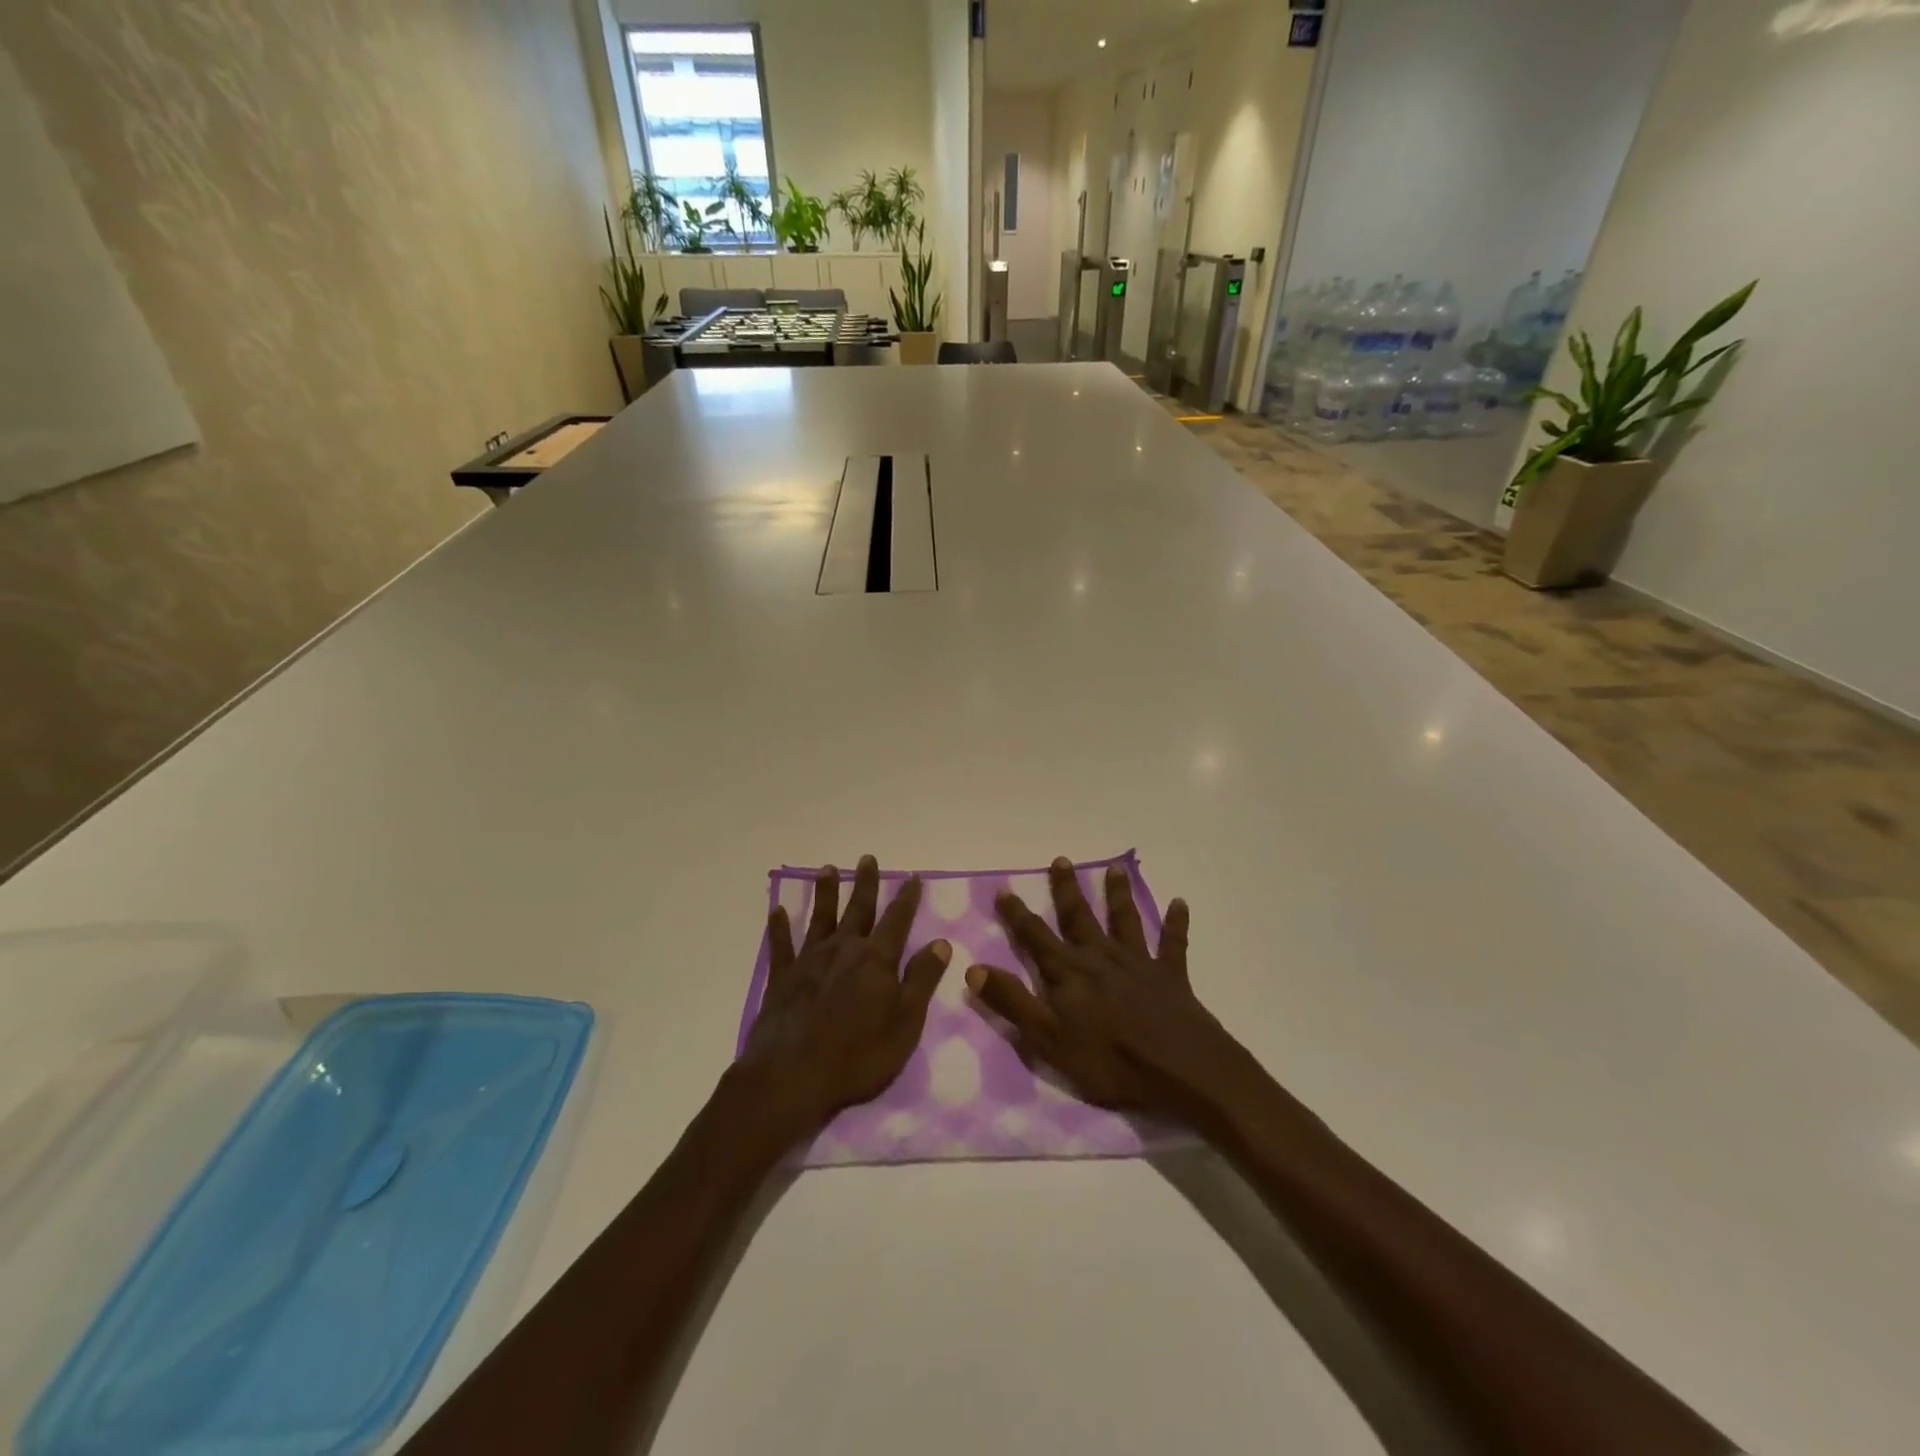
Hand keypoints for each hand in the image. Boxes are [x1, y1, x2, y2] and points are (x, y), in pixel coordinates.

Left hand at [738, 855, 950, 1137]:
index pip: (897, 921)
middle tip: (867, 858)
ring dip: (825, 893)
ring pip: (820, 918)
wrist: (792, 1076)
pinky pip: (781, 946)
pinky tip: (777, 911)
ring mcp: (809, 961)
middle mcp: (843, 949)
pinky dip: (779, 928)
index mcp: (876, 959)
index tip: (913, 876)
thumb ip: (922, 979)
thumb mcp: (905, 1022)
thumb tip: (940, 942)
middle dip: (865, 884)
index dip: (906, 898)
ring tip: (827, 869)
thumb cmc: (858, 1055)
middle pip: (858, 909)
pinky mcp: (782, 979)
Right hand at [964, 858, 1258, 1130]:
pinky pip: (1173, 943)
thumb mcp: (1047, 1038)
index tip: (1004, 888)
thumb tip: (973, 968)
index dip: (1018, 914)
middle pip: (1080, 917)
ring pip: (1125, 920)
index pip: (1036, 936)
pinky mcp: (1171, 975)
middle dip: (1067, 889)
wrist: (1178, 1069)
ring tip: (1115, 868)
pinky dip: (1176, 922)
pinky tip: (1179, 903)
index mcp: (1069, 972)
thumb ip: (1011, 1002)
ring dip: (1118, 894)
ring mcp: (1138, 962)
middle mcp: (1101, 957)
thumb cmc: (1108, 1060)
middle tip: (1061, 860)